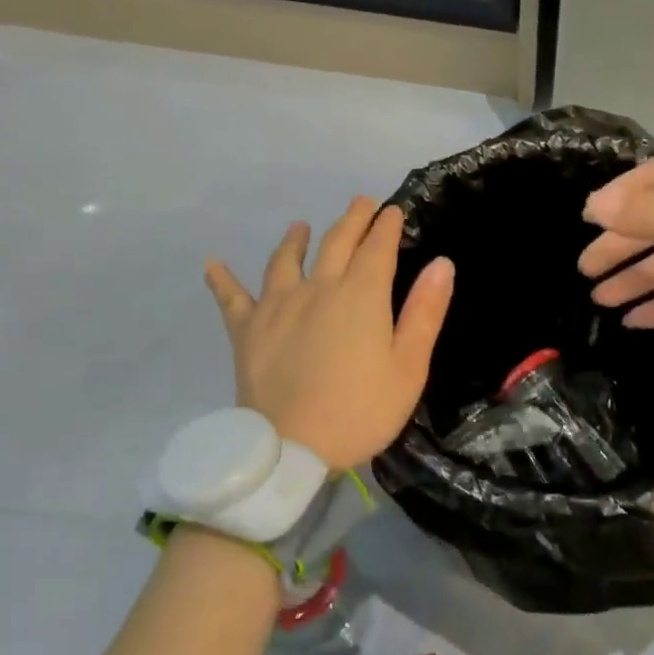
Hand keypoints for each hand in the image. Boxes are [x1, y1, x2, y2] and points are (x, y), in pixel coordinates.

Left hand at [205, 198, 453, 469]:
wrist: (291, 451)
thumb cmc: (361, 410)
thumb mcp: (409, 366)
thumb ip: (425, 312)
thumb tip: (441, 264)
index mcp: (361, 296)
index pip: (378, 249)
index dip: (387, 226)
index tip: (393, 210)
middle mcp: (318, 289)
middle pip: (336, 244)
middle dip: (352, 220)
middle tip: (361, 203)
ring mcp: (277, 307)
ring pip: (285, 261)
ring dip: (295, 239)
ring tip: (300, 225)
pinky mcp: (246, 331)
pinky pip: (231, 298)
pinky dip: (221, 279)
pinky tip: (211, 263)